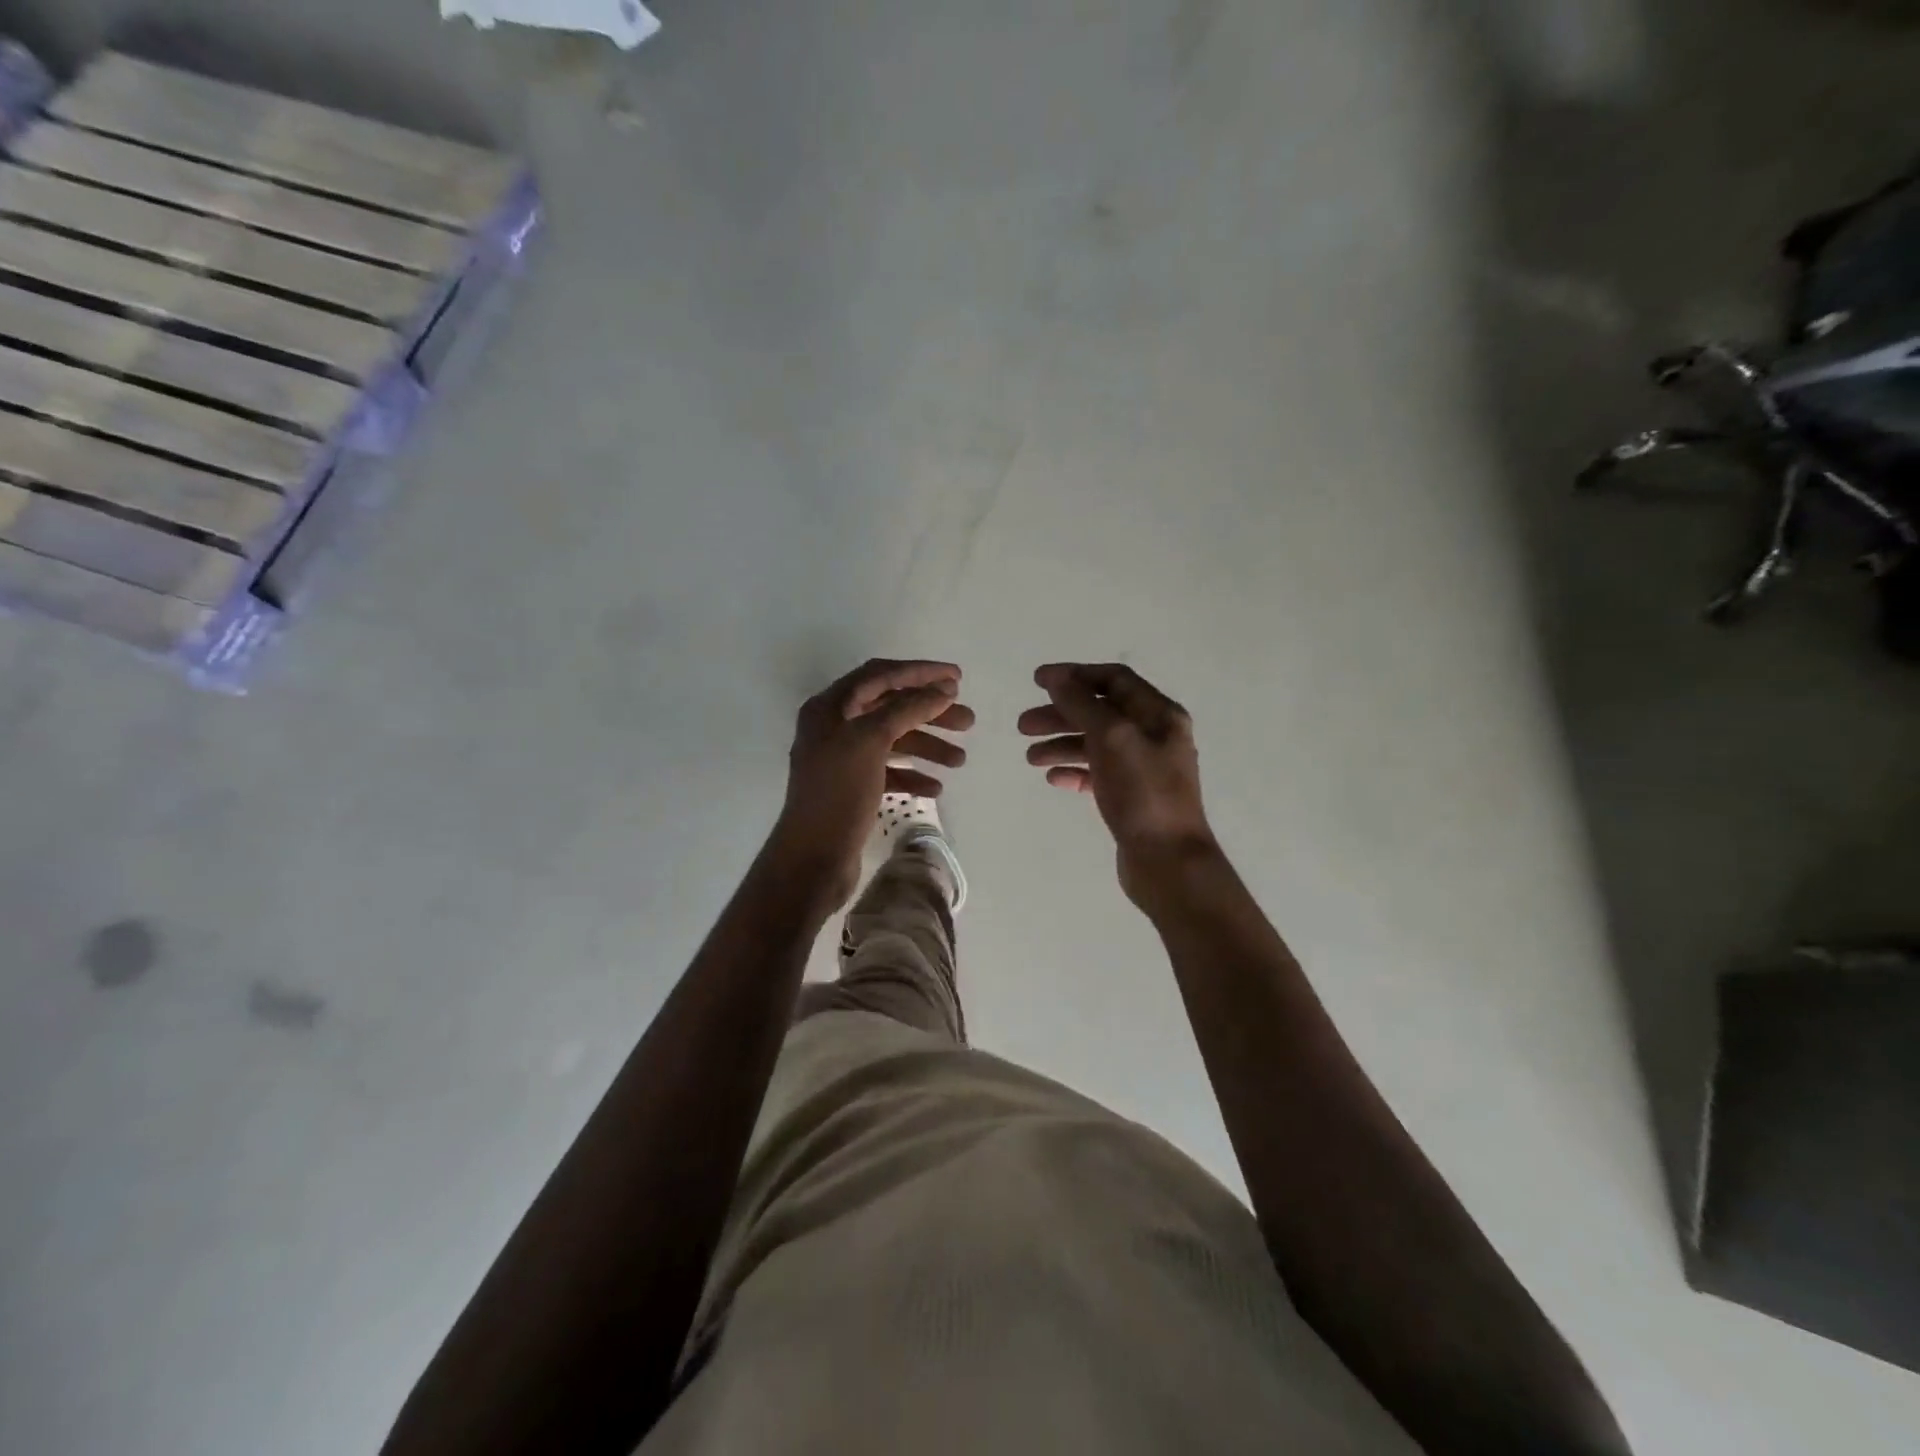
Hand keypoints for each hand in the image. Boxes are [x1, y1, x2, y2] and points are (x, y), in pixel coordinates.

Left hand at [768, 658, 973, 912]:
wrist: (813, 858)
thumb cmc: (839, 793)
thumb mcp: (871, 741)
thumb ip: (907, 709)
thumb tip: (942, 690)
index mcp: (830, 708)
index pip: (880, 675)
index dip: (920, 672)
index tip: (958, 677)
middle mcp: (833, 727)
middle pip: (889, 708)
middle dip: (930, 712)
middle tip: (968, 720)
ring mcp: (842, 759)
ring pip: (892, 741)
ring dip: (927, 745)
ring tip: (960, 760)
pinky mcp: (851, 788)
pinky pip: (887, 770)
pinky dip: (912, 774)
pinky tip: (935, 787)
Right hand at [1018, 663, 1215, 903]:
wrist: (1169, 862)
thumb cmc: (1143, 793)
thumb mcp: (1111, 738)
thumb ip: (1082, 703)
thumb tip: (1056, 677)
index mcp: (1159, 714)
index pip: (1114, 679)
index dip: (1074, 675)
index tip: (1037, 681)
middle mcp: (1155, 736)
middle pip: (1100, 712)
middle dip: (1060, 715)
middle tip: (1022, 726)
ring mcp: (1144, 768)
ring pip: (1096, 744)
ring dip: (1061, 744)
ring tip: (1030, 758)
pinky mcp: (1133, 797)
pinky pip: (1099, 774)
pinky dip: (1075, 772)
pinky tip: (1053, 779)